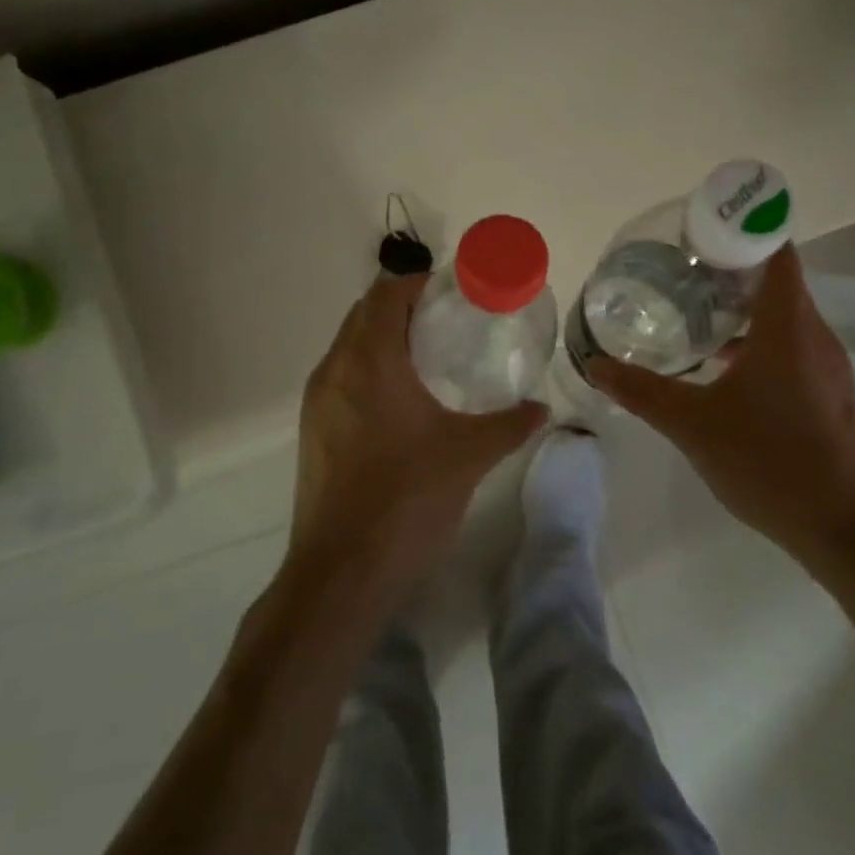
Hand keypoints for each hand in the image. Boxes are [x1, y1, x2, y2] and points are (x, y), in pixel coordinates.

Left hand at [289, 273, 546, 604]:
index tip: (453, 292)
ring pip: (349, 347)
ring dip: (383, 338)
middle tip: (448, 321)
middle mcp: (334, 370)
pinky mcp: (312, 431)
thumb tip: (542, 408)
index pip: (385, 293)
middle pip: (363, 314)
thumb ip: (510, 424)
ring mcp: (317, 402)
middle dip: (403, 307)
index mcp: (368, 361)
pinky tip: (401, 402)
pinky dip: (369, 369)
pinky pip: (341, 378)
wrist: (341, 571)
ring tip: (429, 357)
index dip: (417, 282)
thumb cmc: (406, 499)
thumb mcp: (469, 455)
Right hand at [586, 249, 854, 577]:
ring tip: (694, 319)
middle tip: (680, 274)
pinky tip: (723, 373)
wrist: (846, 530)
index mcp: (787, 326)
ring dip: (744, 312)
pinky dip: (759, 343)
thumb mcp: (693, 425)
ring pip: (784, 319)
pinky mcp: (831, 395)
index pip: (775, 251)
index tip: (700, 233)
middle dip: (730, 272)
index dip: (742, 231)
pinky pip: (792, 349)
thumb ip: (642, 391)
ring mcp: (828, 367)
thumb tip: (595, 365)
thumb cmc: (769, 461)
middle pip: (777, 281)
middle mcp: (815, 335)